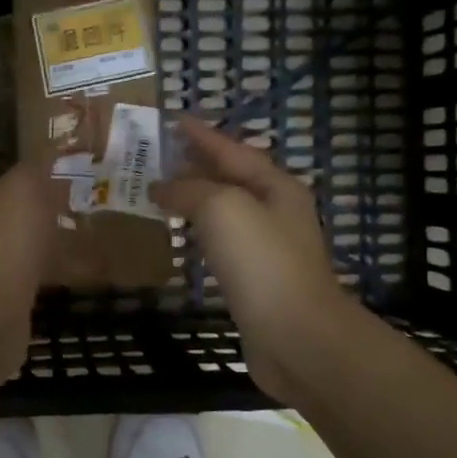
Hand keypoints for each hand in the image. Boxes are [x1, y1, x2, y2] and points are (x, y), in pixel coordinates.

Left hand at [0, 137, 61, 384]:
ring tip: (65, 213)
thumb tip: (48, 145)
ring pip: (7, 233)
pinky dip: (46, 261)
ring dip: (29, 224)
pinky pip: (26, 267)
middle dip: (8, 186)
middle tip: (43, 173)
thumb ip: (36, 166)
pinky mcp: (0, 291)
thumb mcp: (24, 188)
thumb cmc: (0, 240)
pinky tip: (73, 261)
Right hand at [153, 118, 358, 402]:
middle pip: (232, 178)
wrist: (296, 337)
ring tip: (162, 190)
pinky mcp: (257, 280)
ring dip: (196, 198)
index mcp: (277, 186)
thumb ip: (189, 190)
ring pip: (226, 211)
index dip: (202, 135)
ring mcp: (269, 248)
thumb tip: (162, 187)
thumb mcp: (222, 208)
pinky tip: (184, 235)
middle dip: (197, 164)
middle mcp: (277, 211)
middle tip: (159, 155)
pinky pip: (223, 242)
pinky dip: (200, 231)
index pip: (233, 150)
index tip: (173, 120)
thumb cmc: (262, 262)